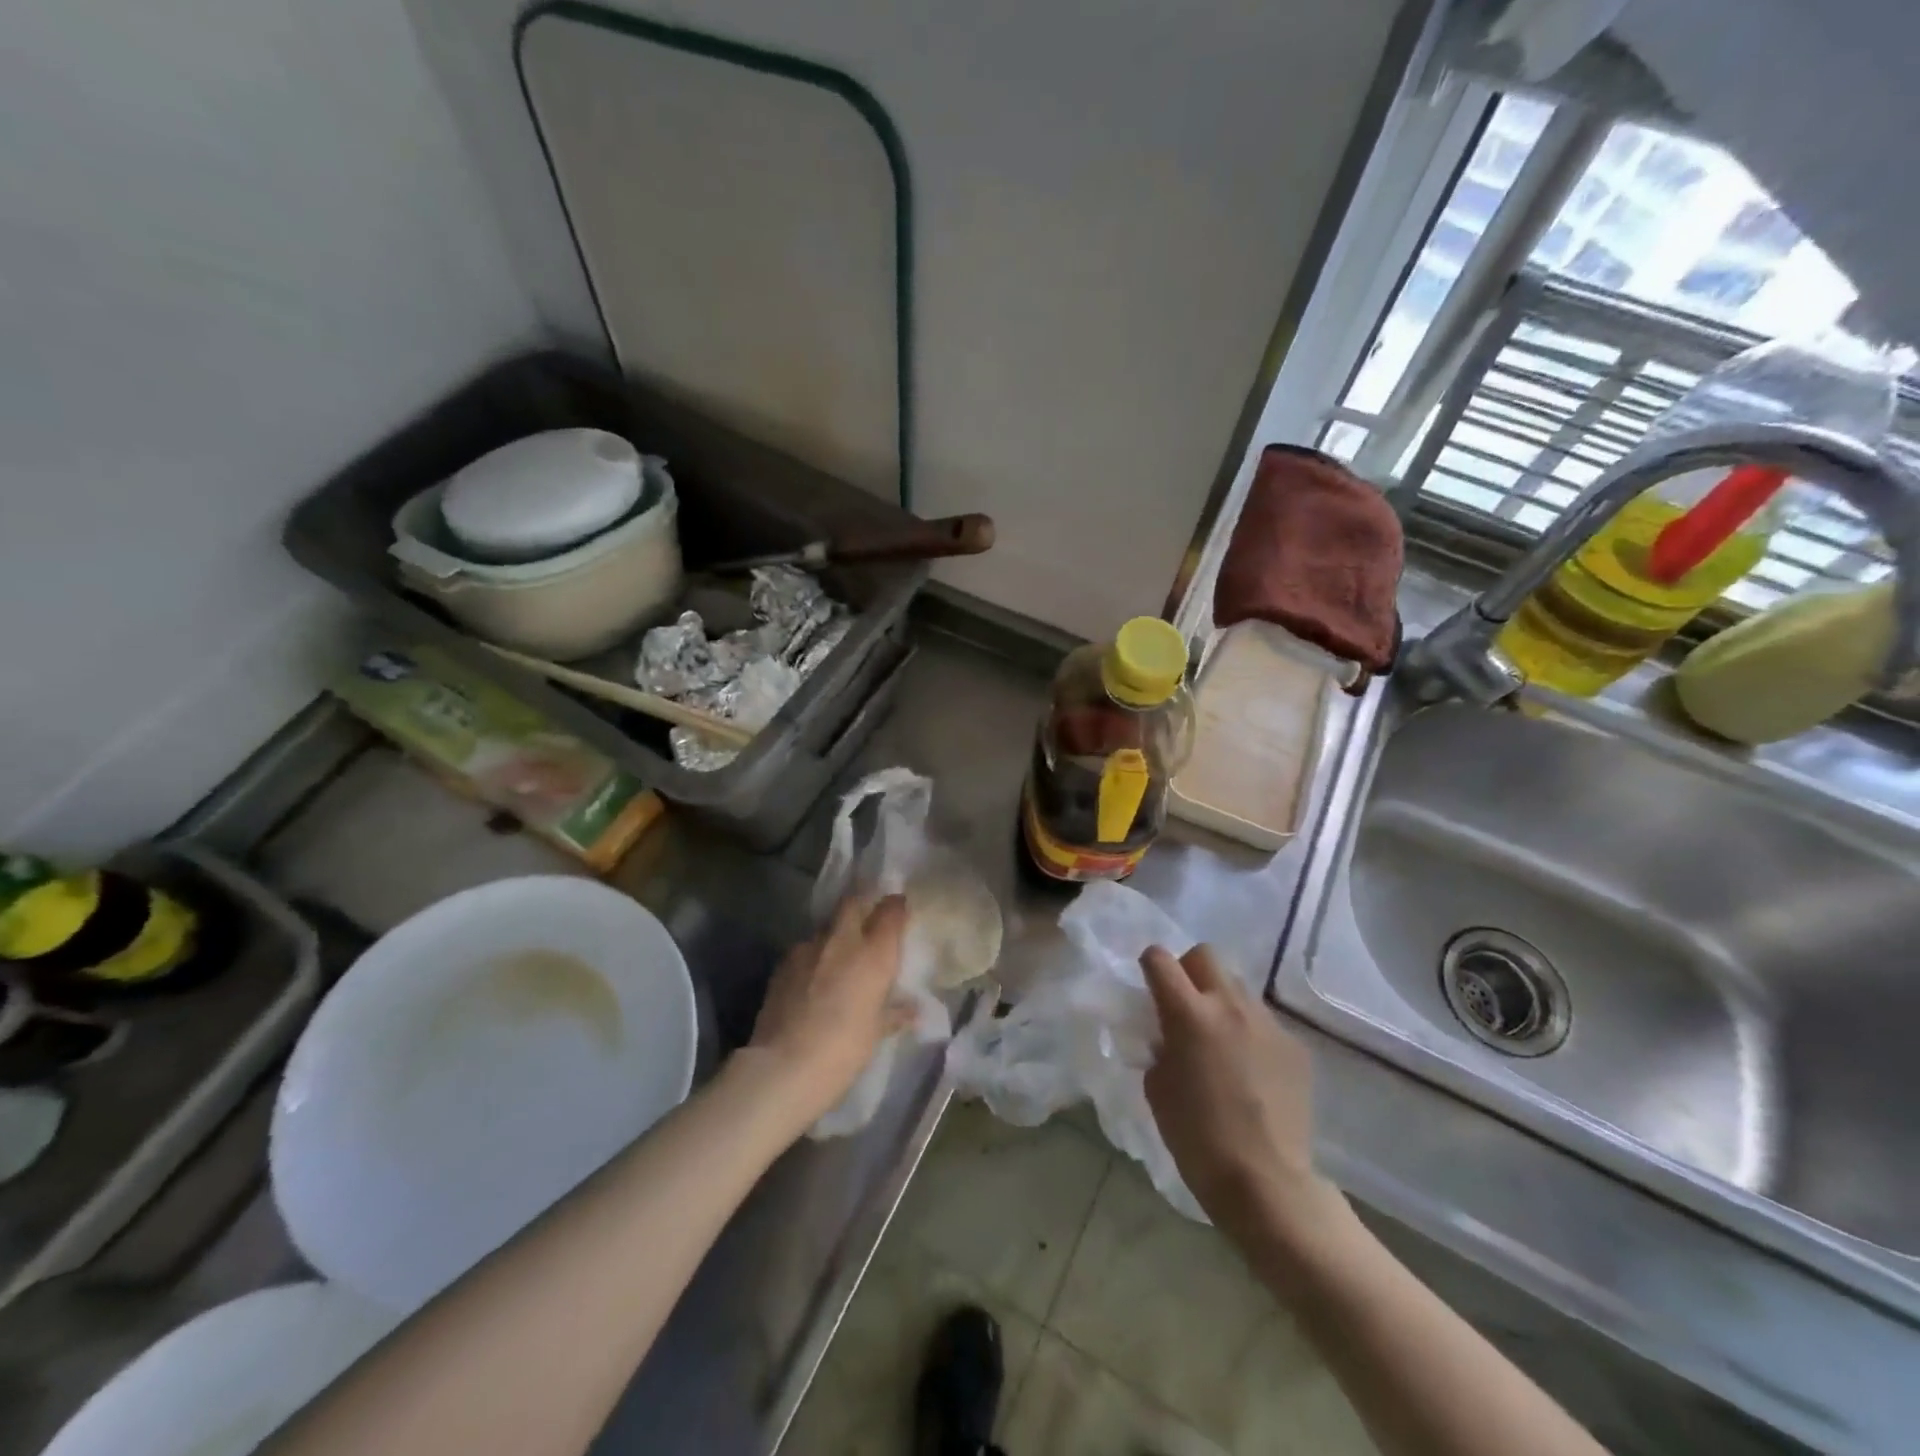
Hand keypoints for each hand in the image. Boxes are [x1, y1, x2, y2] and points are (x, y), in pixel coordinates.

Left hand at [743, 894, 909, 1127]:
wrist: (784, 1066)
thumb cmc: (845, 1049)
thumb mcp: (877, 1032)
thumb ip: (895, 1013)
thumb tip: (913, 1010)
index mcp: (874, 953)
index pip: (891, 910)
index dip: (896, 906)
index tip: (899, 910)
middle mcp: (843, 940)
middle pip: (853, 902)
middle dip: (862, 905)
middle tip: (868, 921)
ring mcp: (809, 948)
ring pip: (826, 926)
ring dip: (835, 934)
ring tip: (837, 957)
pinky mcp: (783, 962)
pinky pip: (804, 949)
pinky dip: (813, 956)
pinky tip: (811, 978)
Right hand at [1141, 944, 1340, 1242]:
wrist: (1267, 1184)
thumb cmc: (1197, 1139)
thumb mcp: (1157, 1088)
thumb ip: (1160, 1047)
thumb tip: (1169, 1036)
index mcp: (1188, 1014)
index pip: (1159, 960)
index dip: (1150, 967)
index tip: (1149, 987)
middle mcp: (1229, 1006)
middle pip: (1205, 955)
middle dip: (1188, 970)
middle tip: (1184, 1005)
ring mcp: (1267, 1024)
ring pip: (1238, 986)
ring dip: (1221, 1001)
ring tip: (1219, 1040)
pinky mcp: (1294, 1046)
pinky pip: (1263, 1022)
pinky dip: (1248, 1033)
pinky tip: (1249, 1070)